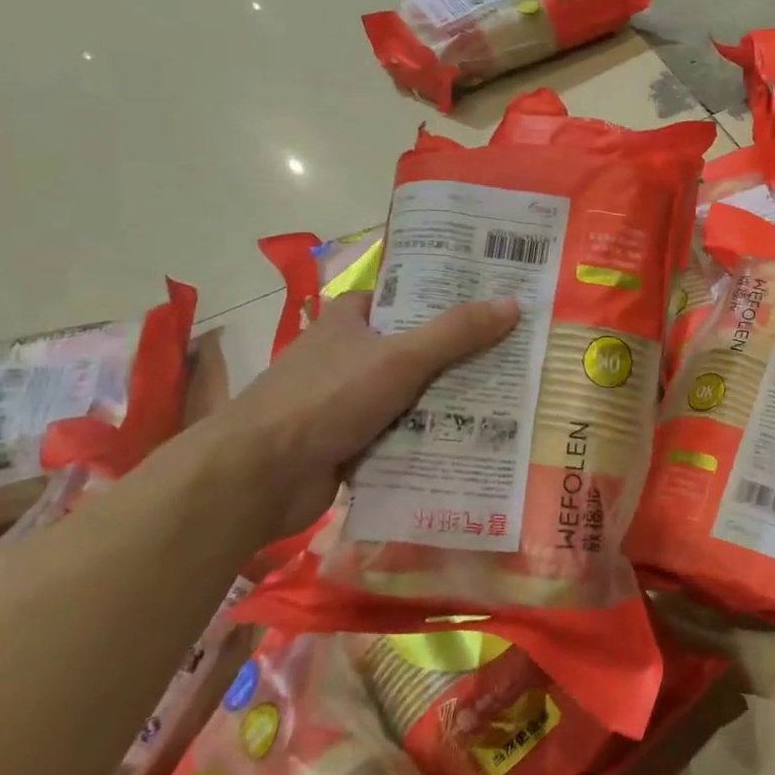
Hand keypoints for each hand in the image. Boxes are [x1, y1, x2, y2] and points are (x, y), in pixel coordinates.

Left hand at [214, 292, 519, 539]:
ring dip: (450, 399)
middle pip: (416, 347)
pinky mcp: (351, 441)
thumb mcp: (399, 358)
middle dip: (460, 353)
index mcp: (350, 320)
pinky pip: (403, 432)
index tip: (493, 301)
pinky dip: (431, 436)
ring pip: (412, 392)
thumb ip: (455, 333)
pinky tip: (474, 439)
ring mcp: (348, 401)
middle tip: (516, 352)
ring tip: (509, 396)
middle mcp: (348, 355)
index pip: (406, 297)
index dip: (447, 297)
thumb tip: (513, 304)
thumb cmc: (325, 399)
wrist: (257, 478)